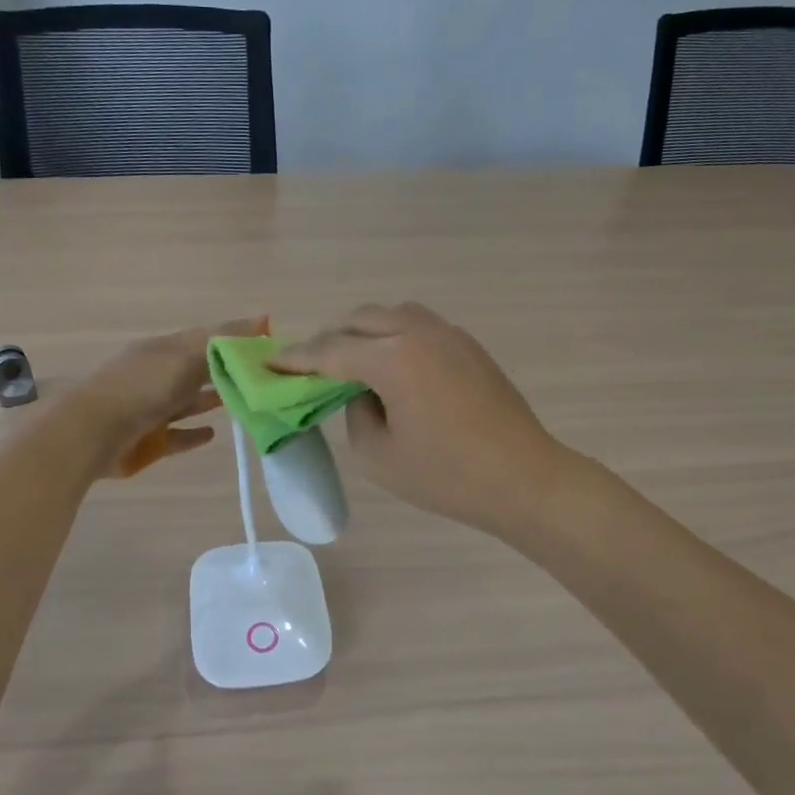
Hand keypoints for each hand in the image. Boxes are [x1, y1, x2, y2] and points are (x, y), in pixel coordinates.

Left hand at [77, 317, 265, 475]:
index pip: (205, 338)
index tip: (266, 344)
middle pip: (197, 370)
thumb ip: (224, 340)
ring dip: (211, 399)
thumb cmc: (143, 387)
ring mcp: (151, 408)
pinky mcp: (149, 440)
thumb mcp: (186, 355)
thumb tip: (263, 318)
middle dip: (225, 371)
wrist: (92, 432)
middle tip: (261, 378)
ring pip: (188, 401)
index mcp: (164, 349)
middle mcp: (157, 375)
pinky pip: (177, 434)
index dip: (234, 339)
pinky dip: (194, 433)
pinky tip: (213, 433)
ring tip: (243, 402)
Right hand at [273, 302, 565, 534]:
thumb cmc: (446, 476)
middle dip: (330, 339)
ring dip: (365, 332)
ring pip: (393, 315)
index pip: (331, 351)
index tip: (270, 363)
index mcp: (393, 357)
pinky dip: (395, 337)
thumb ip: (355, 413)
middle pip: (360, 320)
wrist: (524, 479)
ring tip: (352, 362)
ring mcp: (449, 335)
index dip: (296, 359)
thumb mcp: (378, 456)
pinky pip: (419, 327)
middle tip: (311, 367)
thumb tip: (361, 392)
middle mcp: (419, 332)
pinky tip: (393, 367)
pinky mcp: (469, 346)